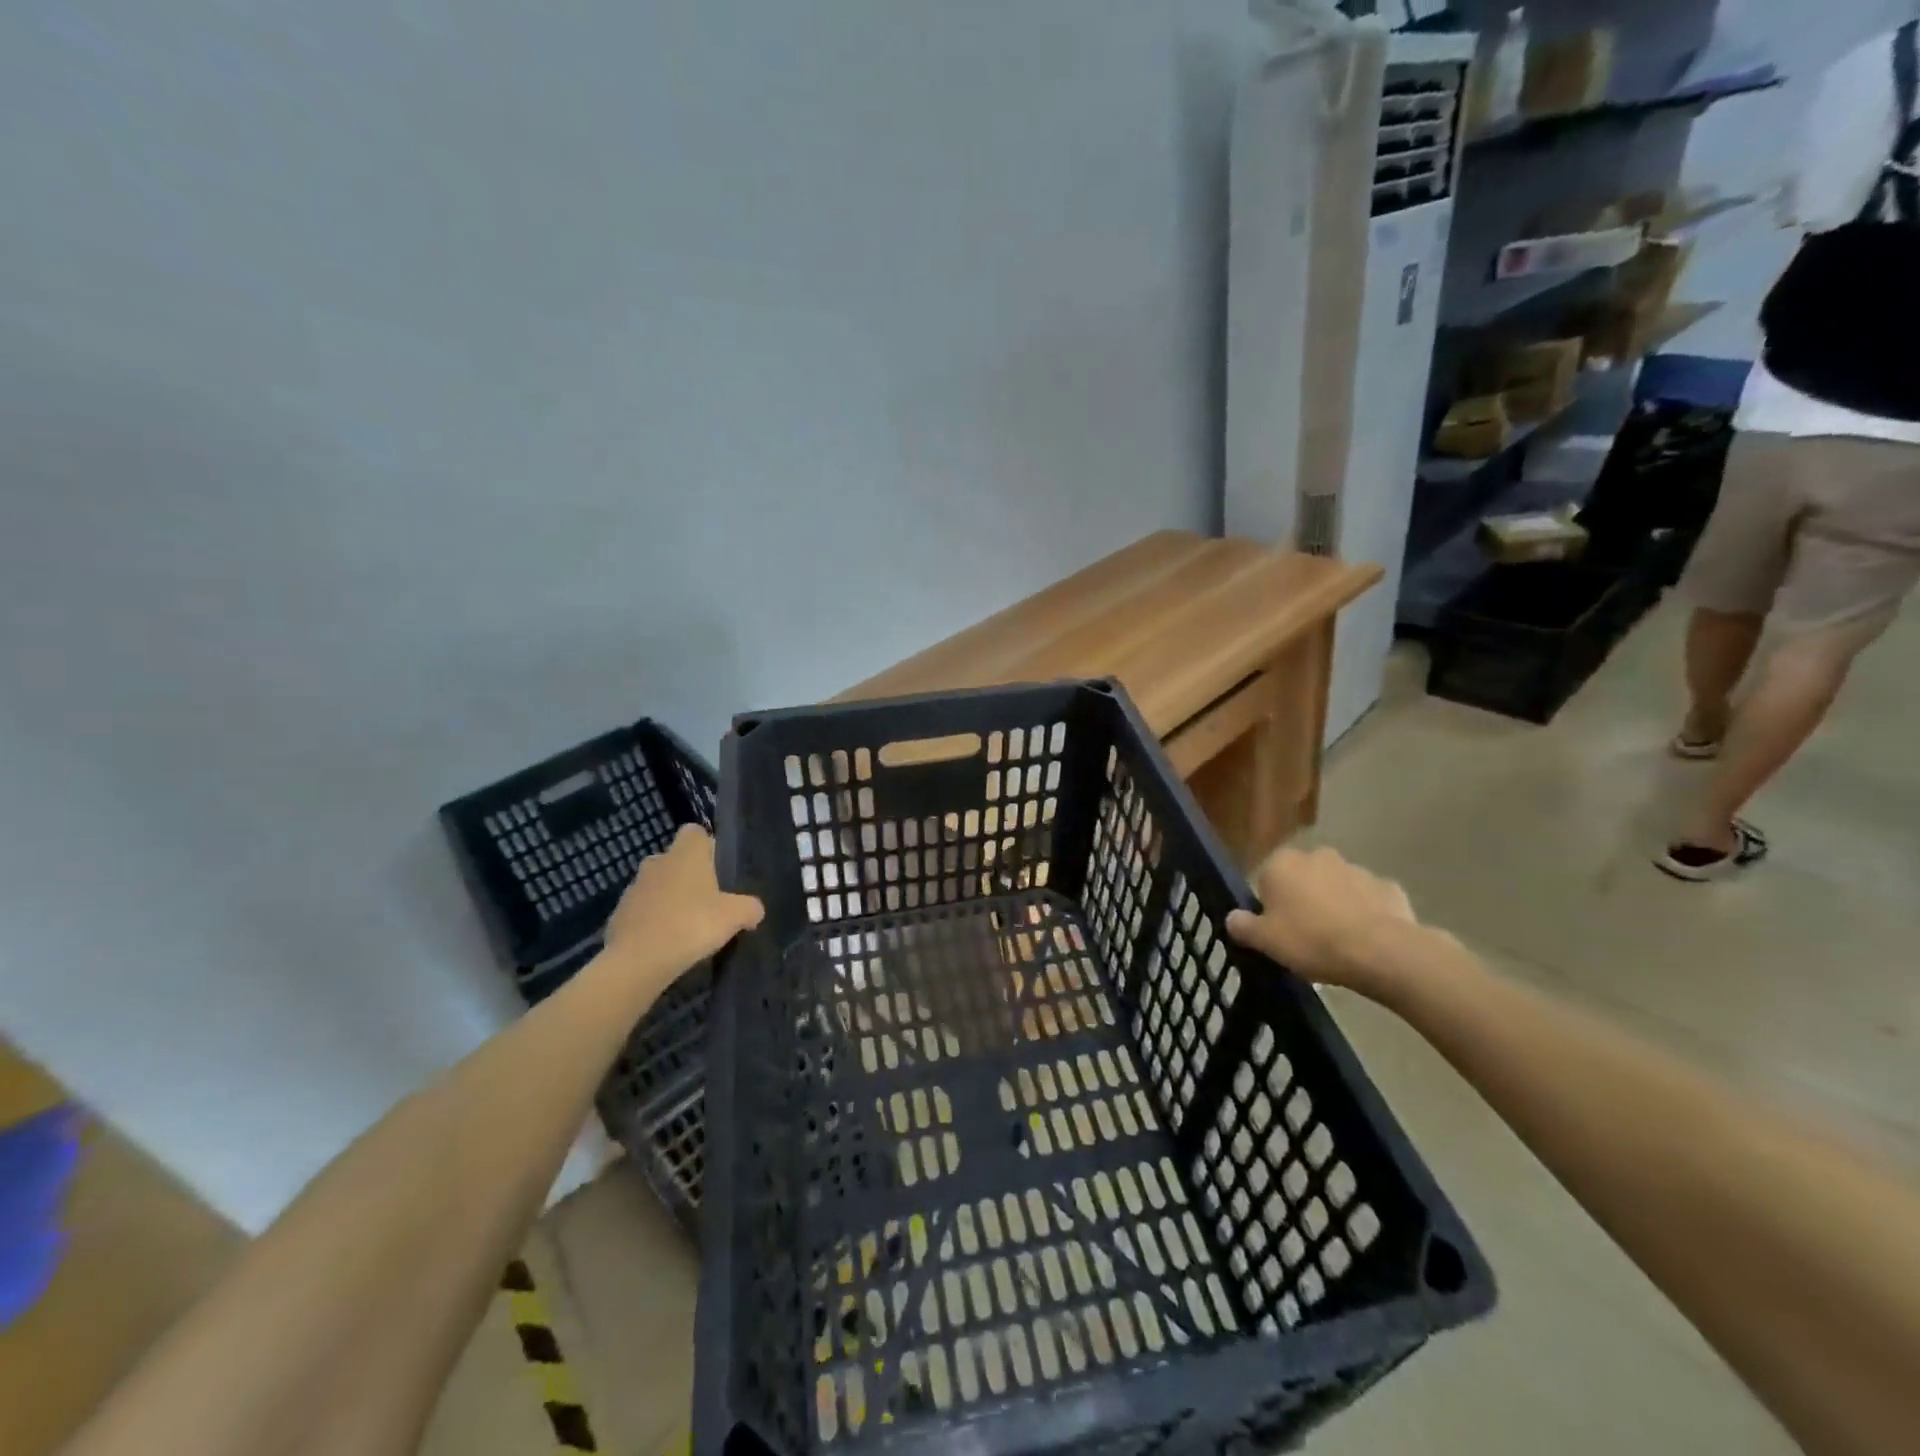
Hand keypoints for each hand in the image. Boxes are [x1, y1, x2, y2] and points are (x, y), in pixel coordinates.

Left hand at [600, 826, 763, 995]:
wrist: (637, 962)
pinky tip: (665, 944)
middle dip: (689, 876)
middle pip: (676, 860)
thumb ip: (750, 908)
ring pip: (658, 885)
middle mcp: (657, 862)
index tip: (718, 870)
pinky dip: (653, 922)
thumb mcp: (735, 917)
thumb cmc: (691, 925)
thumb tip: (754, 910)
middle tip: (708, 902)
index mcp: (685, 854)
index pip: (695, 832)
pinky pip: (642, 911)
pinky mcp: (619, 914)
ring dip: (670, 899)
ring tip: (686, 927)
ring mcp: (634, 888)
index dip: (707, 847)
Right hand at [1226, 846, 1425, 1000]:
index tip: (1277, 930)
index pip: (1265, 879)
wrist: (1381, 952)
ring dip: (1334, 906)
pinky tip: (1366, 941)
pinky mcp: (1388, 886)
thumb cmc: (1311, 940)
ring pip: (1336, 887)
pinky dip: (1365, 914)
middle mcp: (1317, 855)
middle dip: (1302, 900)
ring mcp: (1356, 868)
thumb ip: (1242, 926)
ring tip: (1337, 943)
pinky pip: (1368, 900)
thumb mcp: (1264, 941)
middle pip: (1302, 879)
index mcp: (1281, 863)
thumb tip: (1233, 918)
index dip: (1269, 906)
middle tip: (1304, 936)